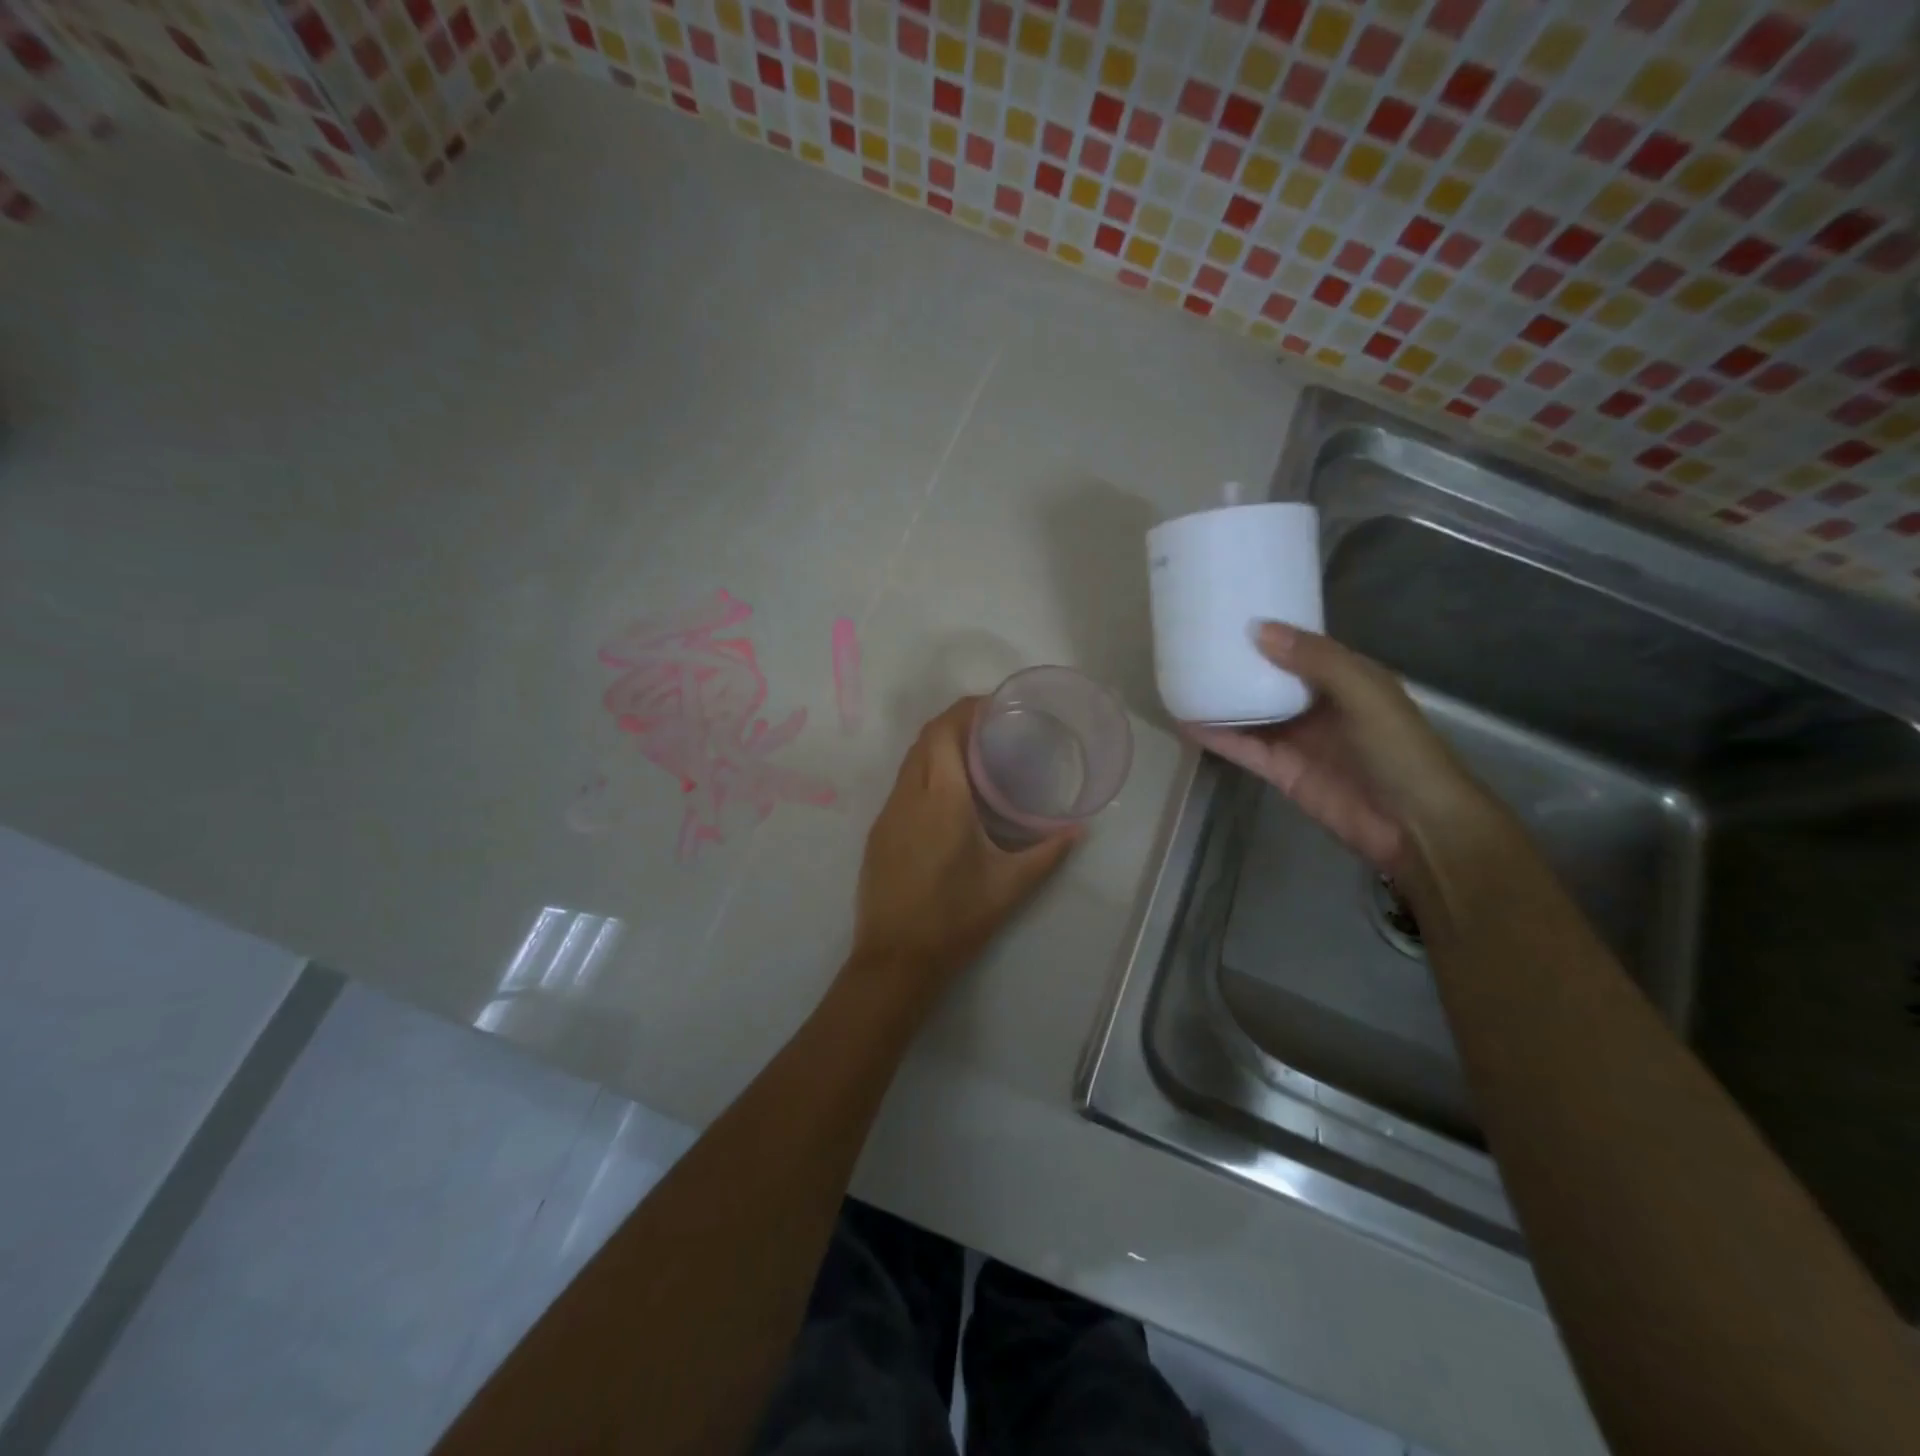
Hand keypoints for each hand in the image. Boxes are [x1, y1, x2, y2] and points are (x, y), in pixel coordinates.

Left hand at [849, 698, 1078, 1003]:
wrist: (896, 959)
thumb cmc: (956, 919)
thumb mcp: (1010, 886)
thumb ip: (1048, 852)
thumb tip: (1079, 829)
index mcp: (942, 800)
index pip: (943, 731)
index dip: (965, 709)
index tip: (994, 706)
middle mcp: (909, 796)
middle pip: (925, 738)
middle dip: (954, 722)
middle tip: (990, 729)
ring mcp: (887, 814)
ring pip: (910, 761)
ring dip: (936, 747)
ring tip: (973, 756)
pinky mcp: (878, 832)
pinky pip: (902, 786)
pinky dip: (924, 773)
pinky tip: (947, 795)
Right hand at [1184, 623, 1492, 881]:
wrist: (1415, 826)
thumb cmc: (1401, 751)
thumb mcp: (1366, 694)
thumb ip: (1317, 661)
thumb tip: (1258, 629)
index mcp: (1346, 679)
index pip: (1300, 648)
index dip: (1270, 632)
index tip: (1229, 612)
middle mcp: (1317, 705)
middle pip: (1269, 679)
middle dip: (1238, 663)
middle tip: (1193, 641)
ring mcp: (1296, 739)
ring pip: (1250, 711)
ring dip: (1220, 697)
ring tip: (1179, 676)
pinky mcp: (1279, 770)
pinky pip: (1242, 747)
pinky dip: (1216, 735)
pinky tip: (1185, 720)